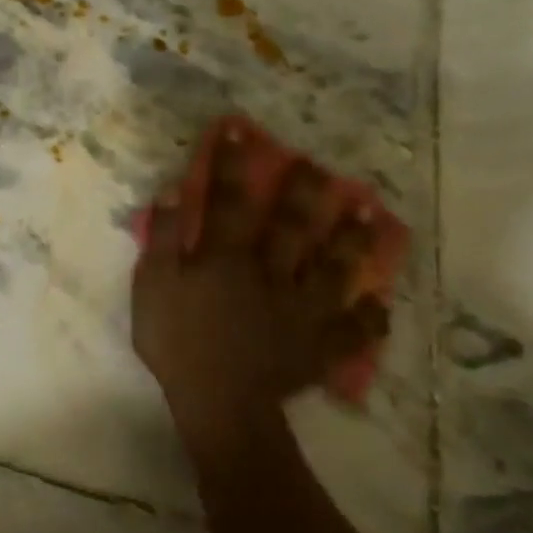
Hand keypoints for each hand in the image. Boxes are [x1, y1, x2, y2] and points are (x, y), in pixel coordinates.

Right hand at [131, 121, 389, 473]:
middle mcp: (271, 273)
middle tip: (321, 165)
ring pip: (334, 268)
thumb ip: (164, 239)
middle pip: (292, 225)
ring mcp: (302, 309)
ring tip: (369, 214)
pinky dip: (369, 318)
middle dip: (305, 191)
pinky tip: (380, 305)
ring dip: (351, 241)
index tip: (239, 130)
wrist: (217, 402)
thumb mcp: (152, 287)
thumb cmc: (177, 342)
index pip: (227, 200)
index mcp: (227, 258)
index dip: (231, 164)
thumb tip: (173, 192)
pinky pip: (352, 330)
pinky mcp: (319, 345)